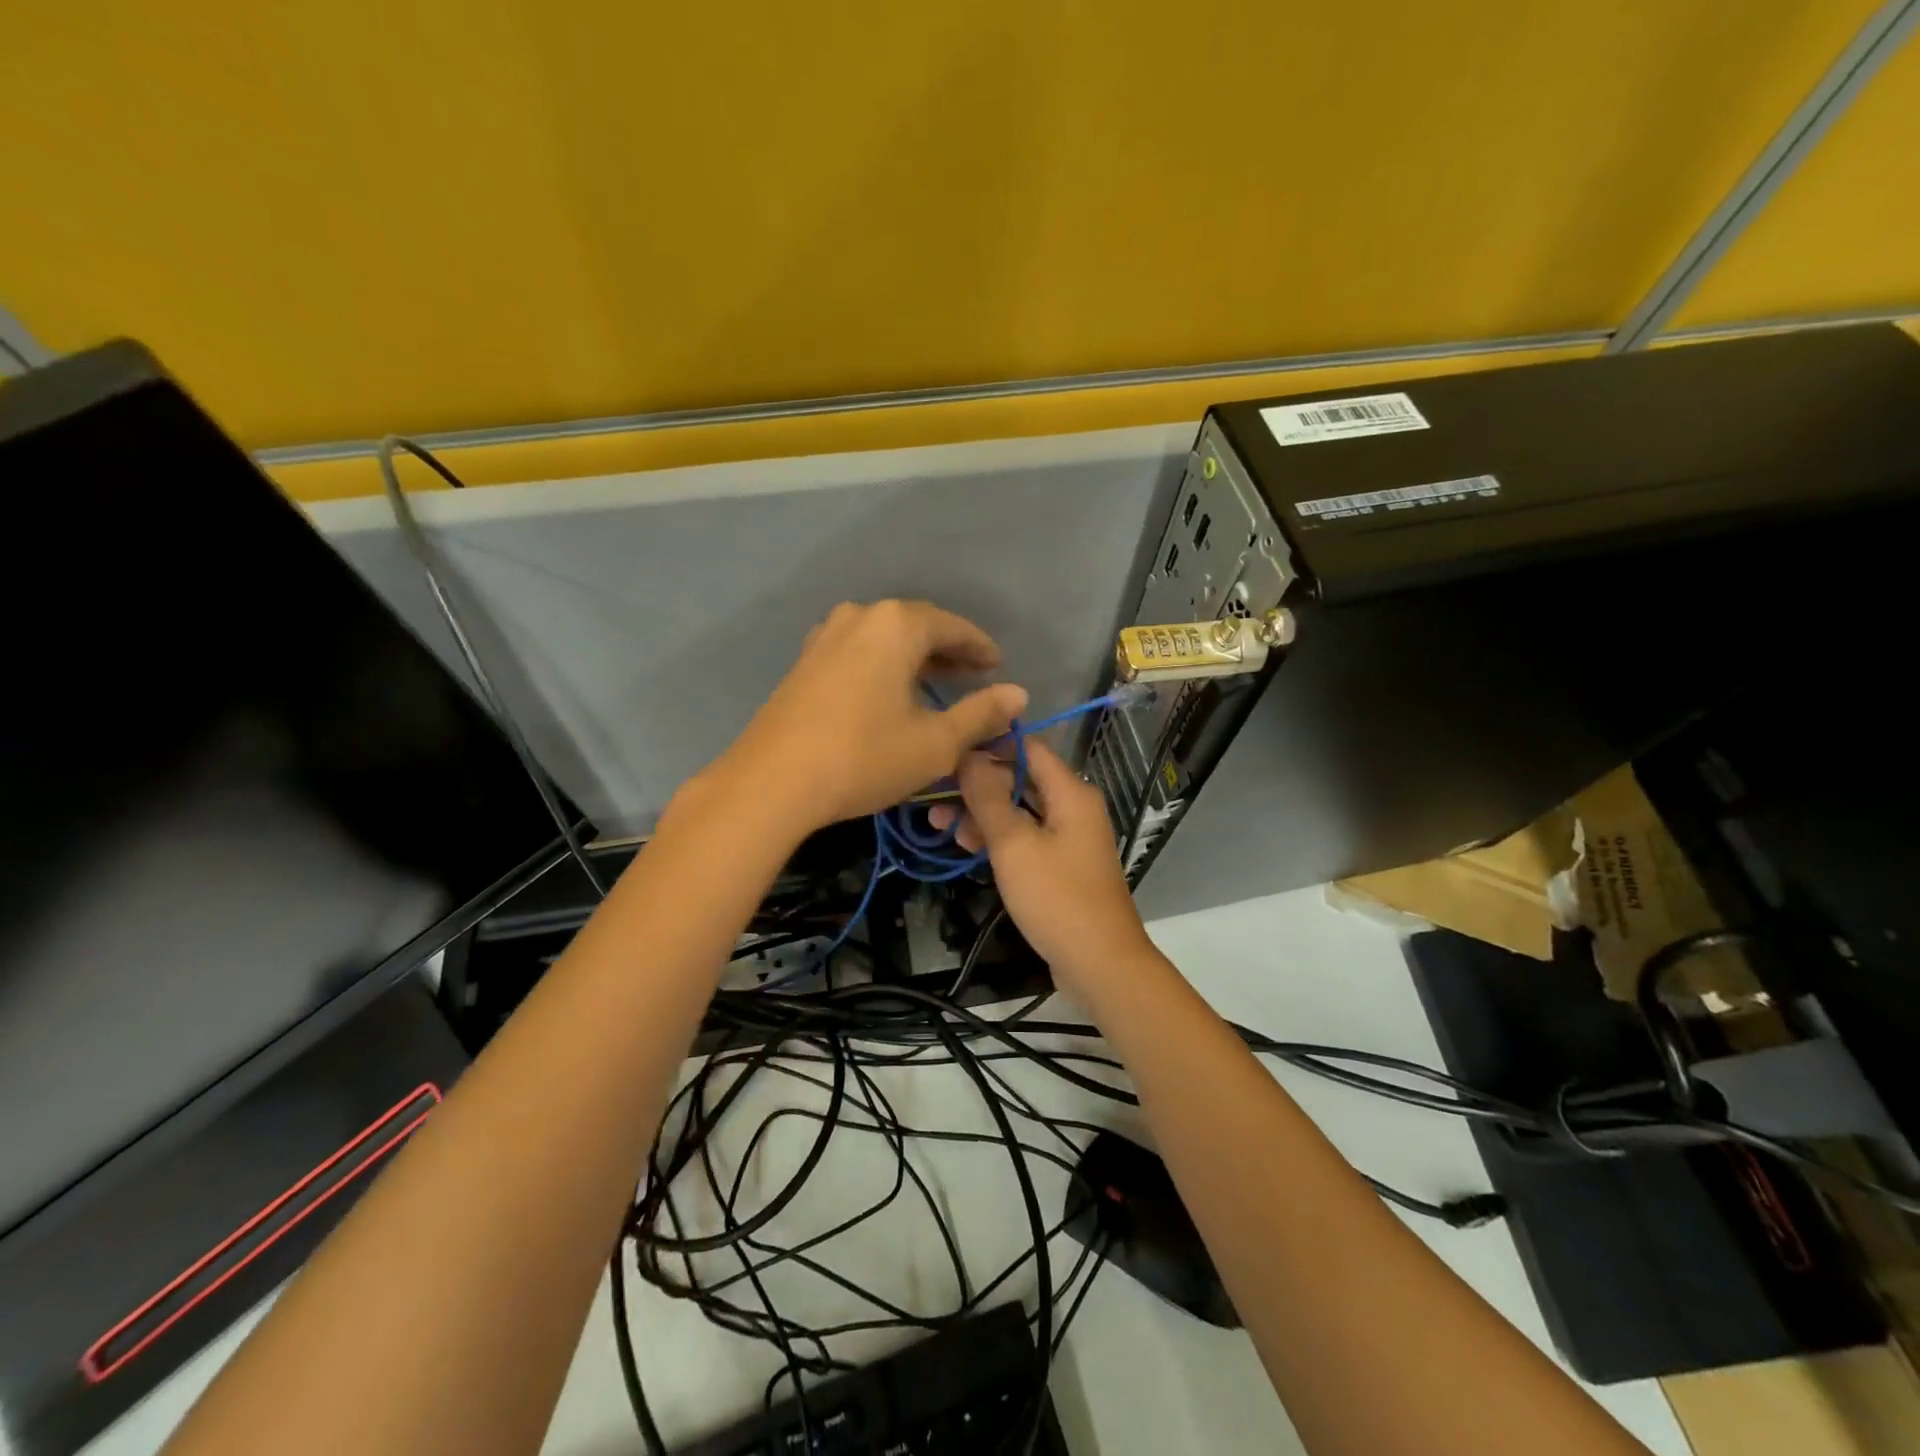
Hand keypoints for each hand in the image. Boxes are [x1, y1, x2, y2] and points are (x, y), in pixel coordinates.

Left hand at [711, 600, 1027, 833]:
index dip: (980, 648)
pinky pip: (858, 651)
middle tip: (974, 675)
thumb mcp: (936, 743)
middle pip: (917, 626)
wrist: (772, 782)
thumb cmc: (864, 757)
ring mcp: (826, 636)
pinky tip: (889, 692)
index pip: (953, 626)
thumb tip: (1018, 694)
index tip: (998, 667)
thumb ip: (981, 714)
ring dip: (914, 658)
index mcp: (897, 625)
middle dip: (948, 650)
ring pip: (885, 638)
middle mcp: (861, 616)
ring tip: (936, 683)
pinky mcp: (805, 661)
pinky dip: (884, 665)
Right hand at [929, 741, 1153, 995]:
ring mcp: (1067, 837)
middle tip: (933, 795)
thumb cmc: (1057, 898)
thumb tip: (968, 756)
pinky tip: (964, 845)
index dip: (987, 744)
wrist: (1099, 963)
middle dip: (976, 785)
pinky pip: (1024, 837)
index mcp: (1070, 792)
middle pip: (1020, 779)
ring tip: (938, 824)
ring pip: (1018, 811)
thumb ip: (988, 798)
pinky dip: (997, 838)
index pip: (1027, 747)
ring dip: (981, 813)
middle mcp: (1072, 807)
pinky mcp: (1059, 864)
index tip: (947, 750)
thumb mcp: (1014, 845)